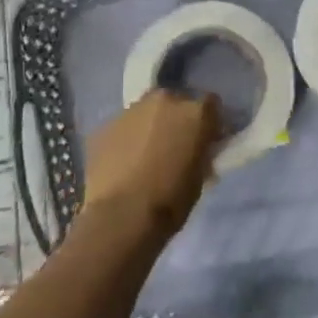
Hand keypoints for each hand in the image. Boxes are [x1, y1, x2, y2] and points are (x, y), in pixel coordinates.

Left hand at [82, 89, 219, 239]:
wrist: (121, 217)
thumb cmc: (170, 201)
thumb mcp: (200, 177)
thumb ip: (201, 153)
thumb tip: (198, 150)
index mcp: (195, 113)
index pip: (212, 104)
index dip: (210, 122)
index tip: (208, 140)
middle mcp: (164, 101)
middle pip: (176, 102)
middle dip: (177, 119)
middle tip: (175, 146)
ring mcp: (131, 110)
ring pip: (147, 112)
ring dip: (150, 126)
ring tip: (146, 155)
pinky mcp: (105, 125)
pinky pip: (123, 127)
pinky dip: (127, 139)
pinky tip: (124, 163)